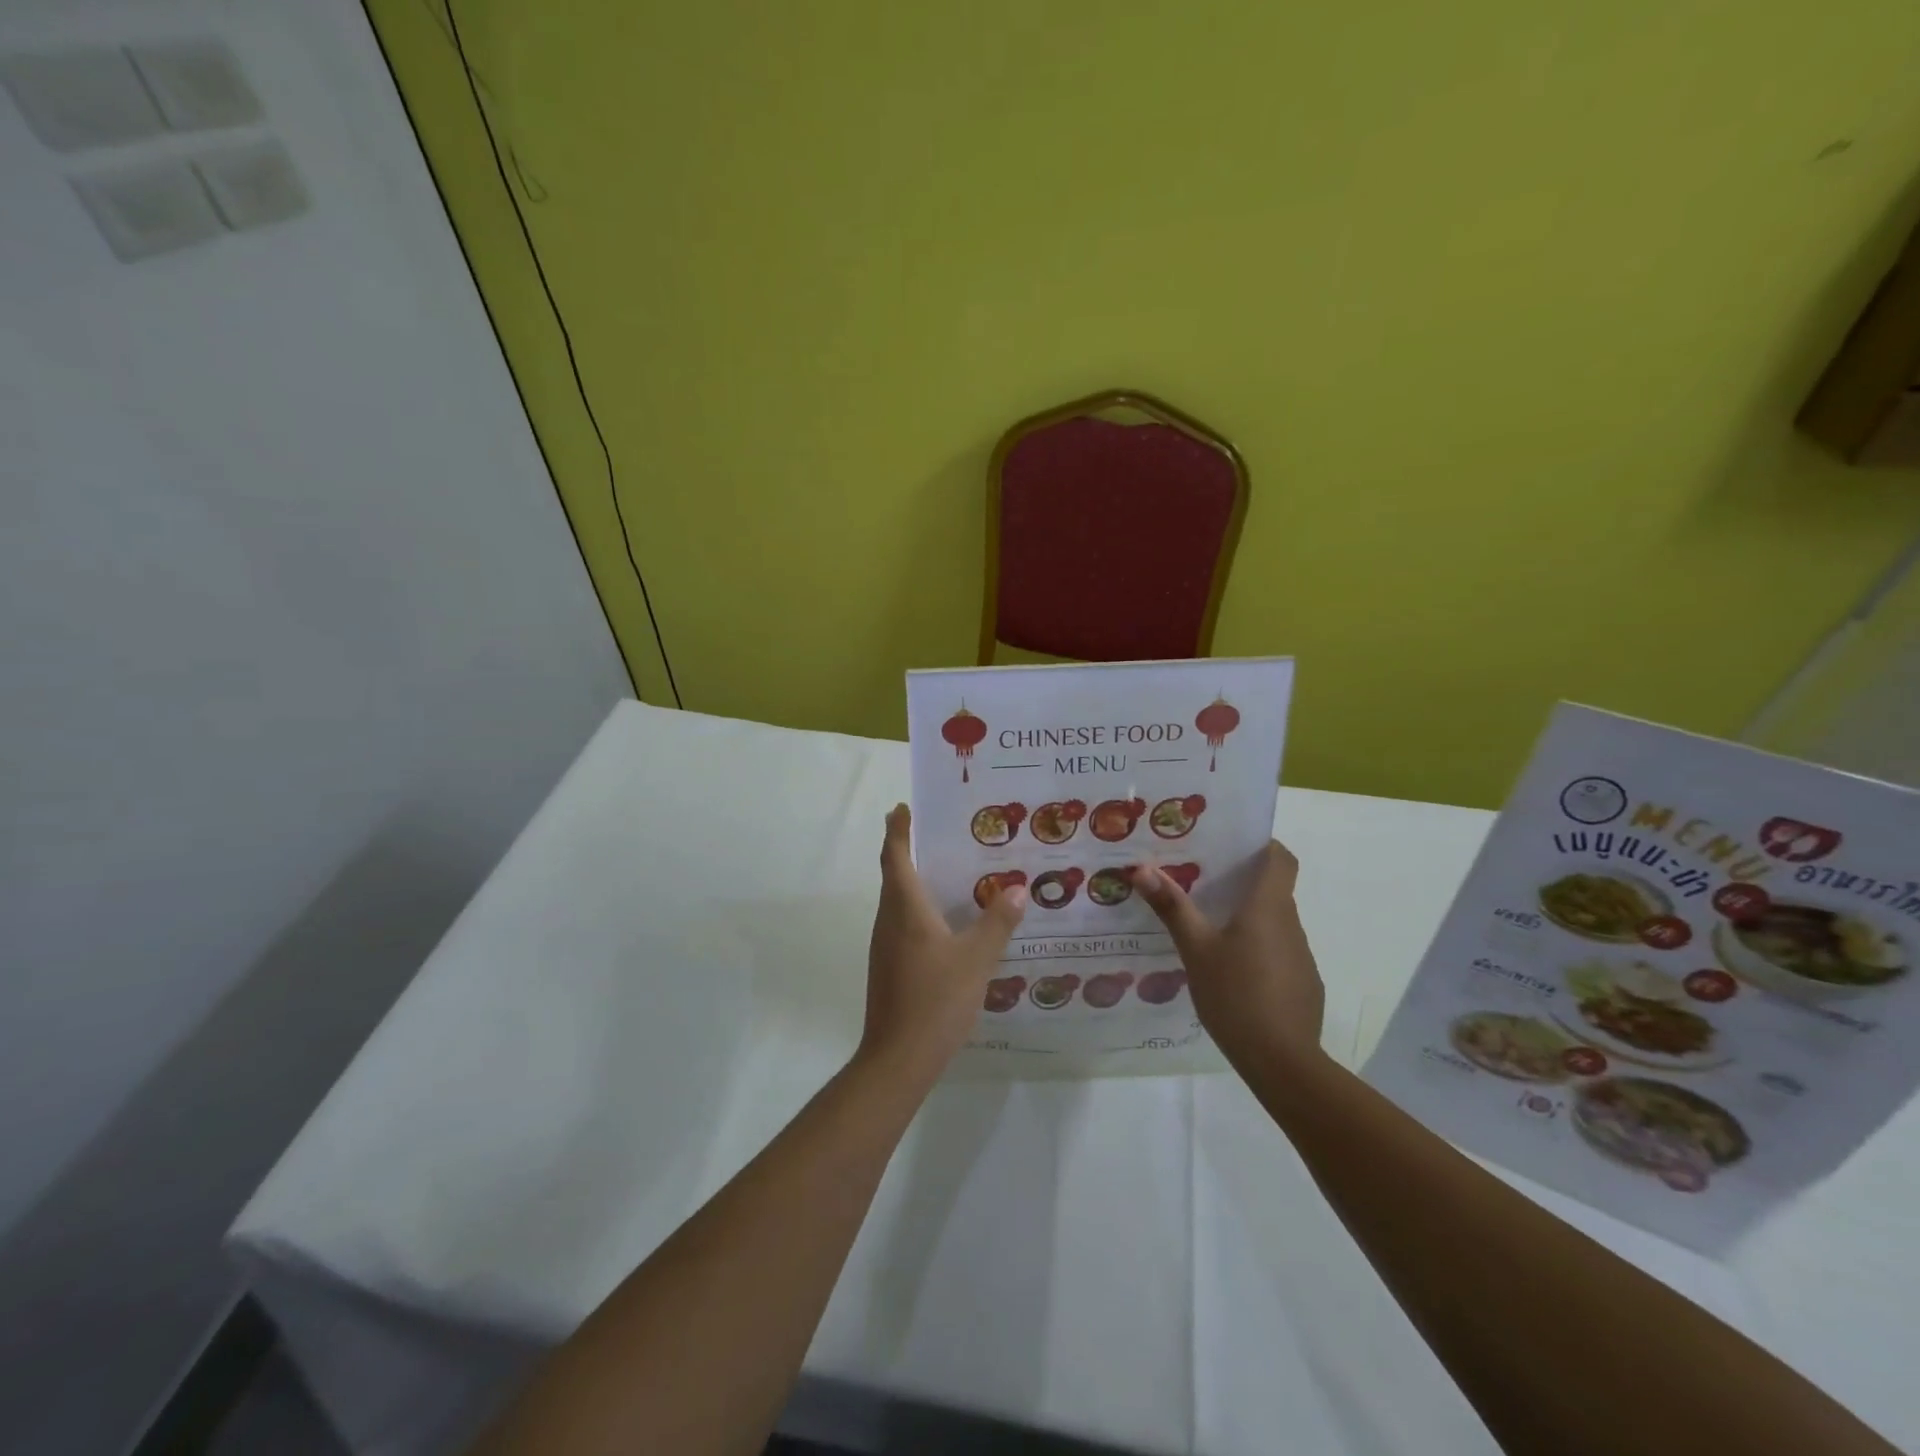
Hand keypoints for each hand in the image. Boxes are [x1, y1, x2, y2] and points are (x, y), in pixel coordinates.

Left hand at [858, 804, 1026, 1085]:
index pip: (895, 855)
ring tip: (950, 871)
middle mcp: (889, 920)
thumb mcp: (976, 959)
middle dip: (908, 849)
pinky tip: (948, 922)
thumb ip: (997, 923)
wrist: (898, 1058)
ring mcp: (886, 945)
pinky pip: (904, 923)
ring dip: (916, 880)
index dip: (898, 829)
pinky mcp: (891, 966)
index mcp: (904, 908)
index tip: (903, 807)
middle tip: (939, 832)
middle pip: (894, 874)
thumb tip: (1015, 889)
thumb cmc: (935, 1000)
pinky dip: (920, 909)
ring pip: (898, 900)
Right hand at [1132, 841, 1323, 1071]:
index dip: (1263, 845)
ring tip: (1209, 927)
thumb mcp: (1196, 949)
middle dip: (1242, 882)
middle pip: (1273, 889)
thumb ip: (1172, 908)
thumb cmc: (1236, 995)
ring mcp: (1301, 955)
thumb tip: (1141, 868)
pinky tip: (1230, 972)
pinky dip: (1258, 950)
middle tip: (1201, 881)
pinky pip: (1278, 952)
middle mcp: (1290, 923)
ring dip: (1248, 918)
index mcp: (1268, 907)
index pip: (1281, 858)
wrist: (1283, 1062)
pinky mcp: (1302, 984)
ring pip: (1274, 923)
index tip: (1233, 845)